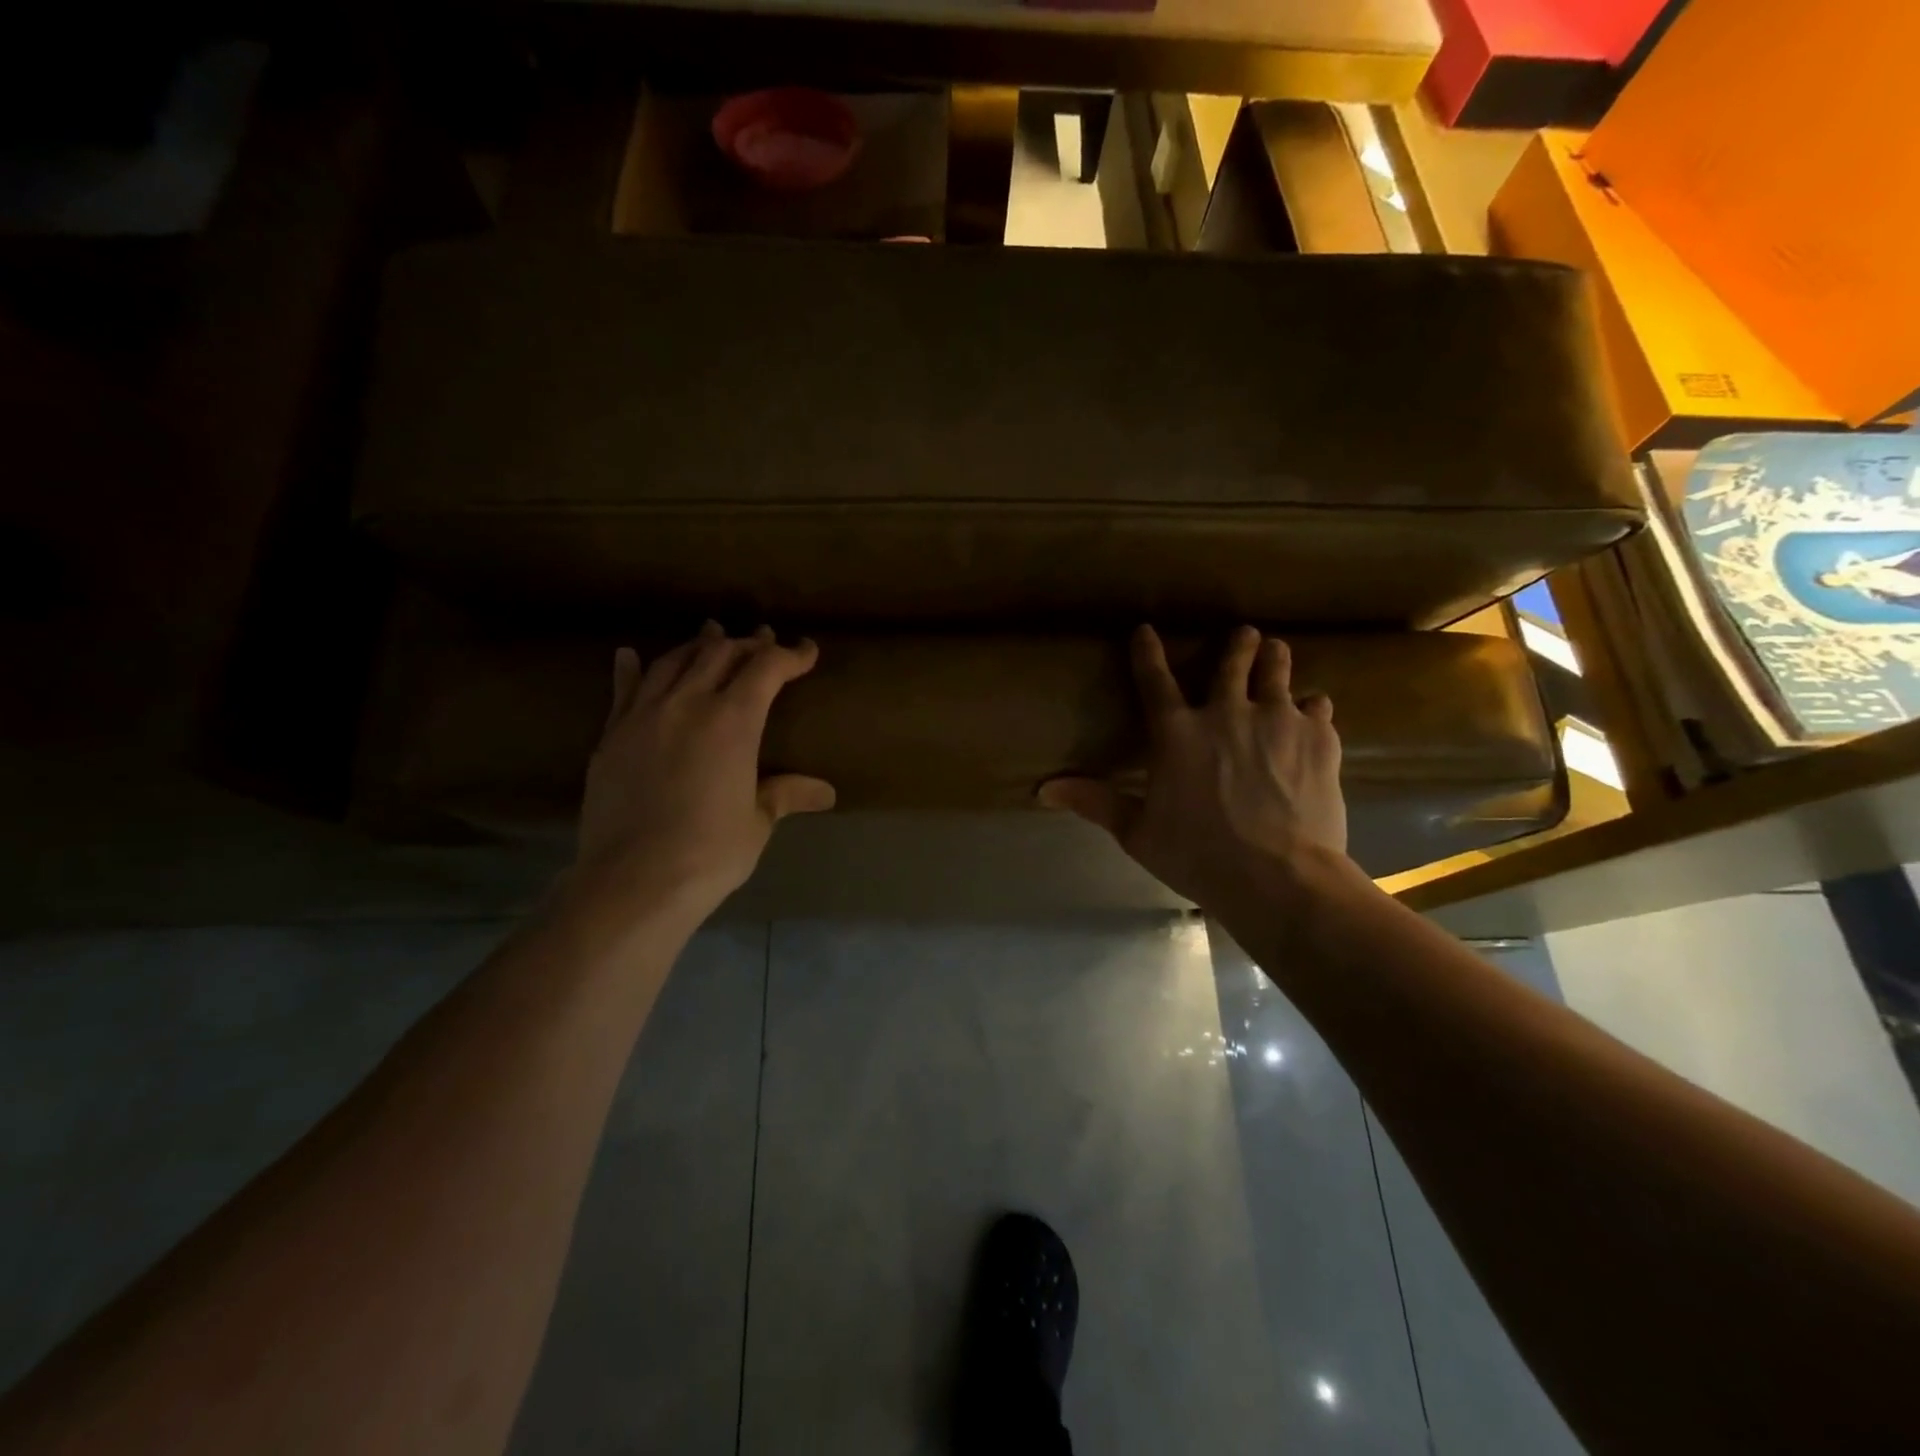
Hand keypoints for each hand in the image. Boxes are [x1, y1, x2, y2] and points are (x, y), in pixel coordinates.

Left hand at [572, 622, 835, 923]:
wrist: (633, 879)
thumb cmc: (710, 852)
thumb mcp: (757, 821)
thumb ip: (785, 794)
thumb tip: (826, 792)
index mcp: (732, 720)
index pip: (766, 669)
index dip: (790, 655)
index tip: (806, 651)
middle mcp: (687, 704)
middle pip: (719, 654)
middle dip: (747, 644)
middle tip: (763, 642)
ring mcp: (643, 716)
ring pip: (672, 662)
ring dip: (697, 646)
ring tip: (710, 636)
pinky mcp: (612, 736)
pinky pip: (624, 690)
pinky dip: (631, 668)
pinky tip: (628, 654)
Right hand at [1039, 625, 1347, 909]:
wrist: (1280, 877)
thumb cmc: (1198, 855)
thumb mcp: (1137, 832)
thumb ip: (1095, 802)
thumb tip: (1044, 790)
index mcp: (1177, 733)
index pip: (1154, 679)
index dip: (1147, 652)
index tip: (1145, 630)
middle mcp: (1227, 712)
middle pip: (1232, 661)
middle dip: (1236, 644)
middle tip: (1242, 634)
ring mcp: (1277, 720)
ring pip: (1278, 670)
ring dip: (1274, 658)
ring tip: (1276, 651)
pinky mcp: (1319, 737)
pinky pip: (1317, 707)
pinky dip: (1312, 707)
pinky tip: (1313, 712)